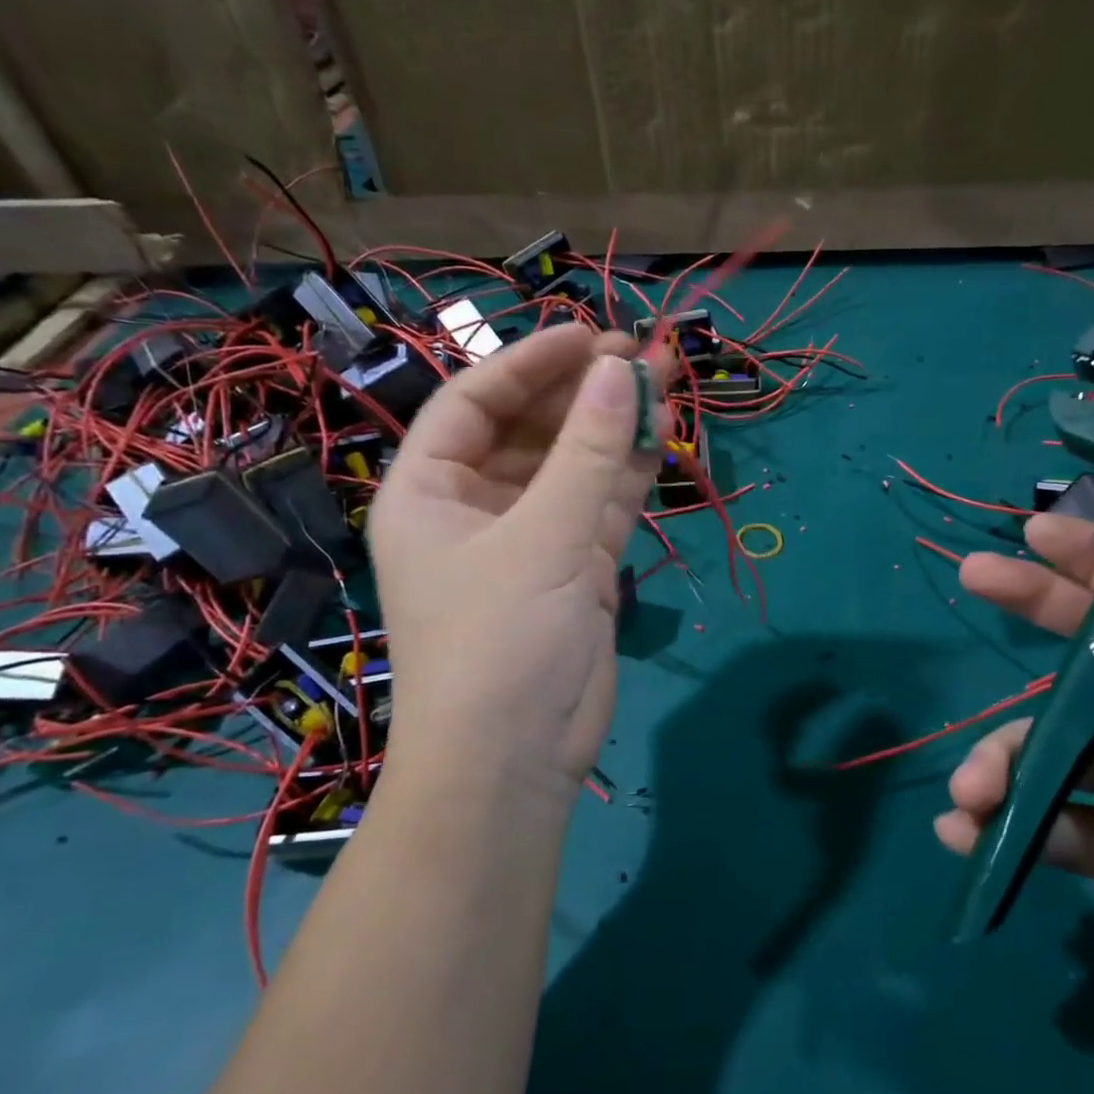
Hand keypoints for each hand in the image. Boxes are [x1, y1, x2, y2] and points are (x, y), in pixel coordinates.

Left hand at [368, 327, 662, 797]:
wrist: (515, 760)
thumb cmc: (500, 640)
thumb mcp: (544, 536)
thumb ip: (587, 451)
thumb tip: (619, 368)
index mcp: (430, 491)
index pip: (475, 402)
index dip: (530, 362)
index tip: (589, 333)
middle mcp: (474, 508)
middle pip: (530, 429)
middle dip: (582, 392)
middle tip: (640, 354)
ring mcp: (528, 539)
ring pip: (573, 466)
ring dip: (613, 428)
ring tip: (663, 382)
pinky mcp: (573, 569)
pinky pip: (599, 505)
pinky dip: (629, 474)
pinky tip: (662, 436)